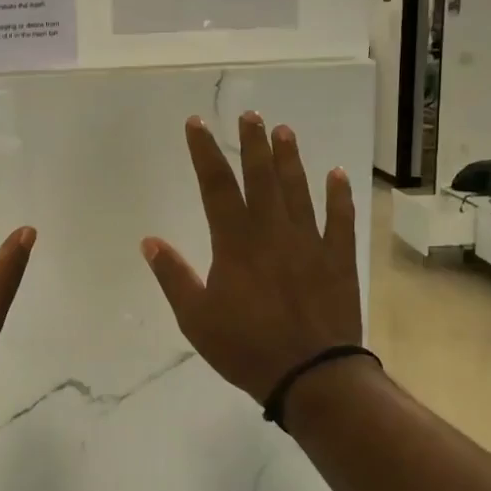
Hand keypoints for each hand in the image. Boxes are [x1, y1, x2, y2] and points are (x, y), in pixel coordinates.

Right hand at [141, 113, 360, 404]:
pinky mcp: (338, 260)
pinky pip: (340, 220)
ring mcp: (310, 243)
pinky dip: (339, 196)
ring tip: (285, 131)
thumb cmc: (246, 348)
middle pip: (261, 178)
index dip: (204, 152)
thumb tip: (150, 241)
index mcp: (235, 244)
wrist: (311, 375)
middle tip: (250, 115)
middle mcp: (272, 233)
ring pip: (298, 191)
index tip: (197, 124)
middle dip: (252, 144)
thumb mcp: (195, 318)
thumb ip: (173, 277)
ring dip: (290, 160)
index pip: (215, 187)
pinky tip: (337, 174)